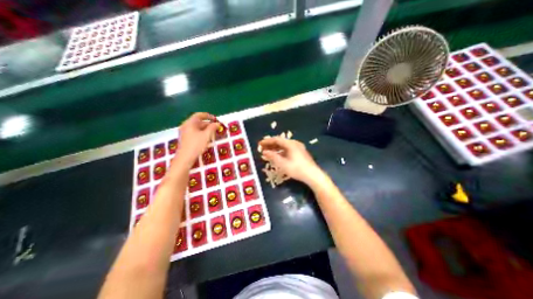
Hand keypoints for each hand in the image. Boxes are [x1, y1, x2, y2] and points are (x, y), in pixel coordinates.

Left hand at [176, 112, 219, 168]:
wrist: (185, 158)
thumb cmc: (196, 145)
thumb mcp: (206, 136)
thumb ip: (212, 128)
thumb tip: (217, 123)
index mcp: (189, 123)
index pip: (199, 115)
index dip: (208, 116)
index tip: (215, 119)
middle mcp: (186, 126)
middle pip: (198, 121)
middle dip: (208, 124)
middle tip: (216, 128)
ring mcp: (184, 133)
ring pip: (197, 128)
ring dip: (205, 129)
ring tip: (213, 134)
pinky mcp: (185, 139)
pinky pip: (194, 133)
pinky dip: (201, 133)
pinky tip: (206, 139)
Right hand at [258, 137, 324, 184]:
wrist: (313, 175)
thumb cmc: (297, 169)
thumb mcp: (283, 164)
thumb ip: (273, 157)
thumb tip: (264, 152)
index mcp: (291, 144)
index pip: (276, 139)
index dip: (267, 141)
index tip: (260, 144)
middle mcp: (295, 143)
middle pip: (280, 142)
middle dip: (271, 145)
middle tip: (262, 148)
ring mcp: (298, 148)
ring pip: (284, 146)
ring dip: (275, 148)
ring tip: (268, 152)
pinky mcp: (300, 153)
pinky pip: (288, 149)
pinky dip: (281, 151)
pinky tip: (277, 156)